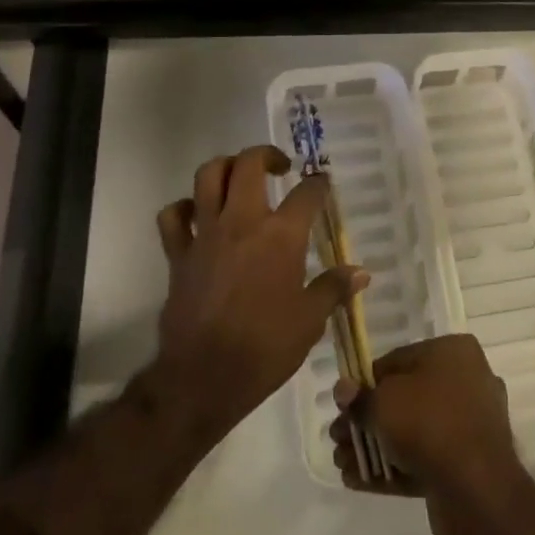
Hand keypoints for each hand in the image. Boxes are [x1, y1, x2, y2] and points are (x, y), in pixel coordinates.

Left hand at [154, 145, 367, 441]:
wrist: (202, 379)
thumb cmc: (264, 349)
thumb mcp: (310, 321)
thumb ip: (333, 289)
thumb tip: (361, 273)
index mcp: (281, 236)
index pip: (306, 193)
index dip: (318, 184)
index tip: (322, 183)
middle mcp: (243, 222)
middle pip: (249, 164)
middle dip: (267, 156)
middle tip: (280, 168)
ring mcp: (206, 234)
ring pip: (208, 175)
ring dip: (225, 167)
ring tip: (239, 177)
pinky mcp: (178, 253)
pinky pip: (173, 215)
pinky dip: (183, 207)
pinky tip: (197, 214)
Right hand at [331, 335, 526, 534]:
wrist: (476, 488)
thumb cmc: (429, 423)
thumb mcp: (384, 402)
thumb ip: (360, 397)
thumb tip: (343, 390)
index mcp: (454, 352)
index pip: (400, 360)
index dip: (367, 381)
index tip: (345, 404)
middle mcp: (467, 381)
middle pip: (406, 398)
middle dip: (369, 420)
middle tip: (339, 438)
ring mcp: (470, 425)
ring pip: (414, 431)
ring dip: (376, 446)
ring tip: (343, 463)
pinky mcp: (468, 463)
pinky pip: (425, 458)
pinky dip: (394, 467)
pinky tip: (359, 481)